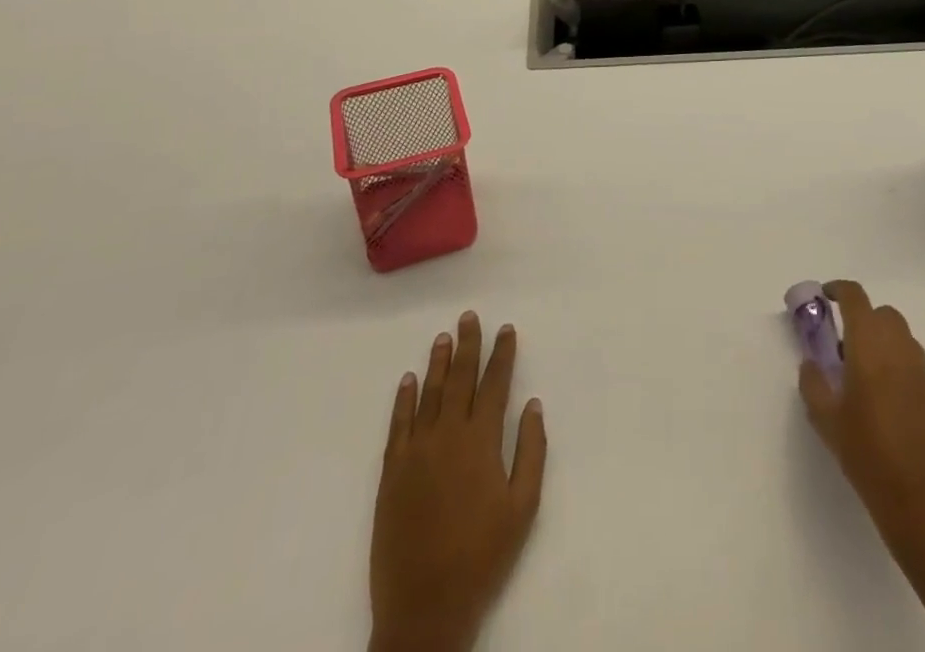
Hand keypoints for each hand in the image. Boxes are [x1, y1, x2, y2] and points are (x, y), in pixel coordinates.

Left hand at [370, 311, 546, 651]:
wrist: (424, 607)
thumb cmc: (482, 557)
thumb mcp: (523, 507)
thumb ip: (531, 451)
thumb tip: (532, 404)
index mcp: (481, 441)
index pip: (495, 384)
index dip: (502, 354)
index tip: (506, 329)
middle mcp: (448, 435)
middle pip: (459, 378)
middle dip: (467, 345)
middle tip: (469, 317)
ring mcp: (416, 451)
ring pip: (428, 394)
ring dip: (437, 363)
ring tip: (443, 337)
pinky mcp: (392, 472)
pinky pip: (398, 424)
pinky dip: (404, 399)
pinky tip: (408, 380)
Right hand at [798, 279, 924, 550]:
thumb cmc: (869, 457)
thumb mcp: (826, 422)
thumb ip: (813, 383)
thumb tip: (812, 363)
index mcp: (870, 346)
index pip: (856, 298)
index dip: (838, 290)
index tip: (824, 297)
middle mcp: (900, 348)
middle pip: (882, 313)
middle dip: (862, 318)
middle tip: (843, 346)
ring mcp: (923, 370)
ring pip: (901, 336)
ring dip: (882, 341)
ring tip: (864, 376)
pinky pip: (914, 362)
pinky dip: (899, 364)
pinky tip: (887, 400)